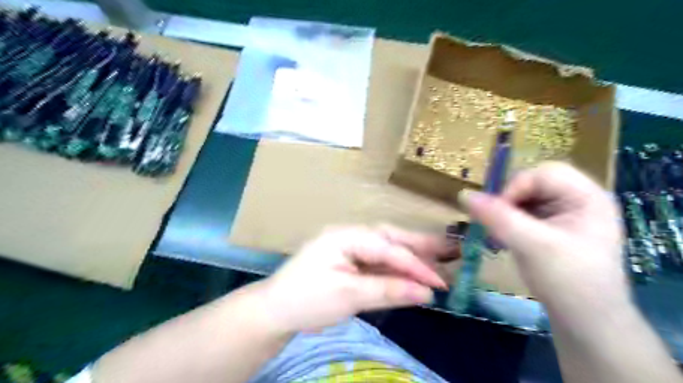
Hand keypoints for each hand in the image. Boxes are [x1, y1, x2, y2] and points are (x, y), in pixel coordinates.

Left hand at [258, 226, 454, 333]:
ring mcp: (350, 246)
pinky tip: (414, 271)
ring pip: (387, 247)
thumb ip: (388, 290)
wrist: (276, 310)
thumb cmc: (306, 300)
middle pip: (391, 237)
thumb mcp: (348, 296)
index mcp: (346, 236)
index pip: (388, 248)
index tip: (440, 282)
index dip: (416, 265)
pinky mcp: (350, 259)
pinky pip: (379, 260)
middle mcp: (350, 234)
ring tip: (442, 256)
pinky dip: (397, 267)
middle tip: (453, 250)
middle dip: (421, 245)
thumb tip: (426, 293)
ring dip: (413, 254)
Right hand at [458, 162, 629, 325]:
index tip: (497, 214)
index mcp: (587, 197)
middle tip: (497, 223)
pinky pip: (524, 213)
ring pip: (526, 198)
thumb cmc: (568, 281)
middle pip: (534, 183)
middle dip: (510, 201)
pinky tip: (506, 238)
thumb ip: (497, 217)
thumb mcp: (531, 245)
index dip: (516, 187)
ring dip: (507, 212)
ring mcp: (565, 215)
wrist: (587, 324)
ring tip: (500, 234)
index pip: (544, 173)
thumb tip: (463, 193)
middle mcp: (578, 200)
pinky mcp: (553, 229)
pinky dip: (510, 222)